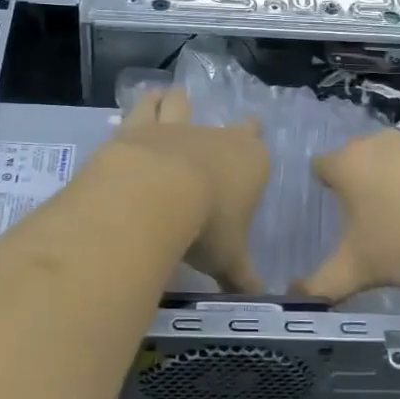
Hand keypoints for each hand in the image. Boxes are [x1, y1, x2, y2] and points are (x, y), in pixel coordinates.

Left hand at [105, 87, 268, 292]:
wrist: (156, 194)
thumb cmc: (206, 227)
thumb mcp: (228, 260)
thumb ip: (242, 277)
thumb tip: (258, 299)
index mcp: (250, 163)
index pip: (260, 149)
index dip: (256, 147)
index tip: (255, 142)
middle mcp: (217, 138)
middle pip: (230, 126)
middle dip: (232, 127)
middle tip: (229, 129)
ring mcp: (177, 128)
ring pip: (182, 105)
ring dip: (179, 102)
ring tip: (174, 99)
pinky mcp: (139, 127)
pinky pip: (145, 107)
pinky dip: (146, 103)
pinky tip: (144, 100)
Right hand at [295, 130, 399, 301]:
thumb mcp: (359, 270)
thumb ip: (322, 284)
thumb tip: (294, 297)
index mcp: (347, 163)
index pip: (320, 167)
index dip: (324, 190)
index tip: (334, 218)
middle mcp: (376, 143)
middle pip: (354, 162)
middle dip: (356, 188)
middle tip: (363, 225)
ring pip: (388, 164)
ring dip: (388, 186)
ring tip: (398, 224)